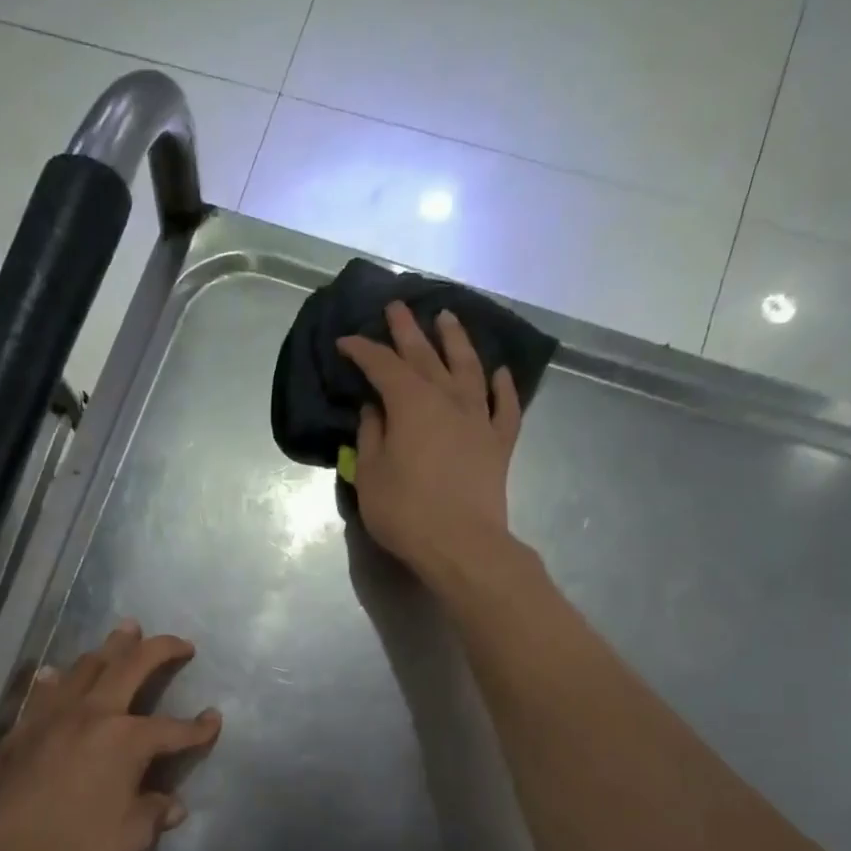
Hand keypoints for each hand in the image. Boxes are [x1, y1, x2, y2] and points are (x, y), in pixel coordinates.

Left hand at [0, 620, 221, 850]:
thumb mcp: (131, 838)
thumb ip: (153, 811)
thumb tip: (170, 804)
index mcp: (125, 740)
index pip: (172, 728)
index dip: (198, 728)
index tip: (214, 720)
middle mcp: (90, 716)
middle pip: (130, 667)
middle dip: (158, 650)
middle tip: (179, 643)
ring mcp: (49, 720)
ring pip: (84, 669)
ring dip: (109, 648)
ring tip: (125, 632)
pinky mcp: (19, 734)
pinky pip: (42, 694)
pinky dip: (57, 679)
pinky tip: (56, 672)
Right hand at [336, 302, 521, 587]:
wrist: (462, 544)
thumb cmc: (406, 512)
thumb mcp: (371, 476)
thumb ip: (370, 437)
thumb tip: (374, 410)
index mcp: (411, 404)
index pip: (383, 366)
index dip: (363, 351)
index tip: (347, 341)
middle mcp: (448, 399)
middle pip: (425, 356)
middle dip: (407, 330)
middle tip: (397, 306)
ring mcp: (478, 418)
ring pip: (469, 368)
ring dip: (456, 341)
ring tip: (448, 319)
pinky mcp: (499, 441)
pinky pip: (504, 406)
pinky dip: (502, 386)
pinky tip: (500, 372)